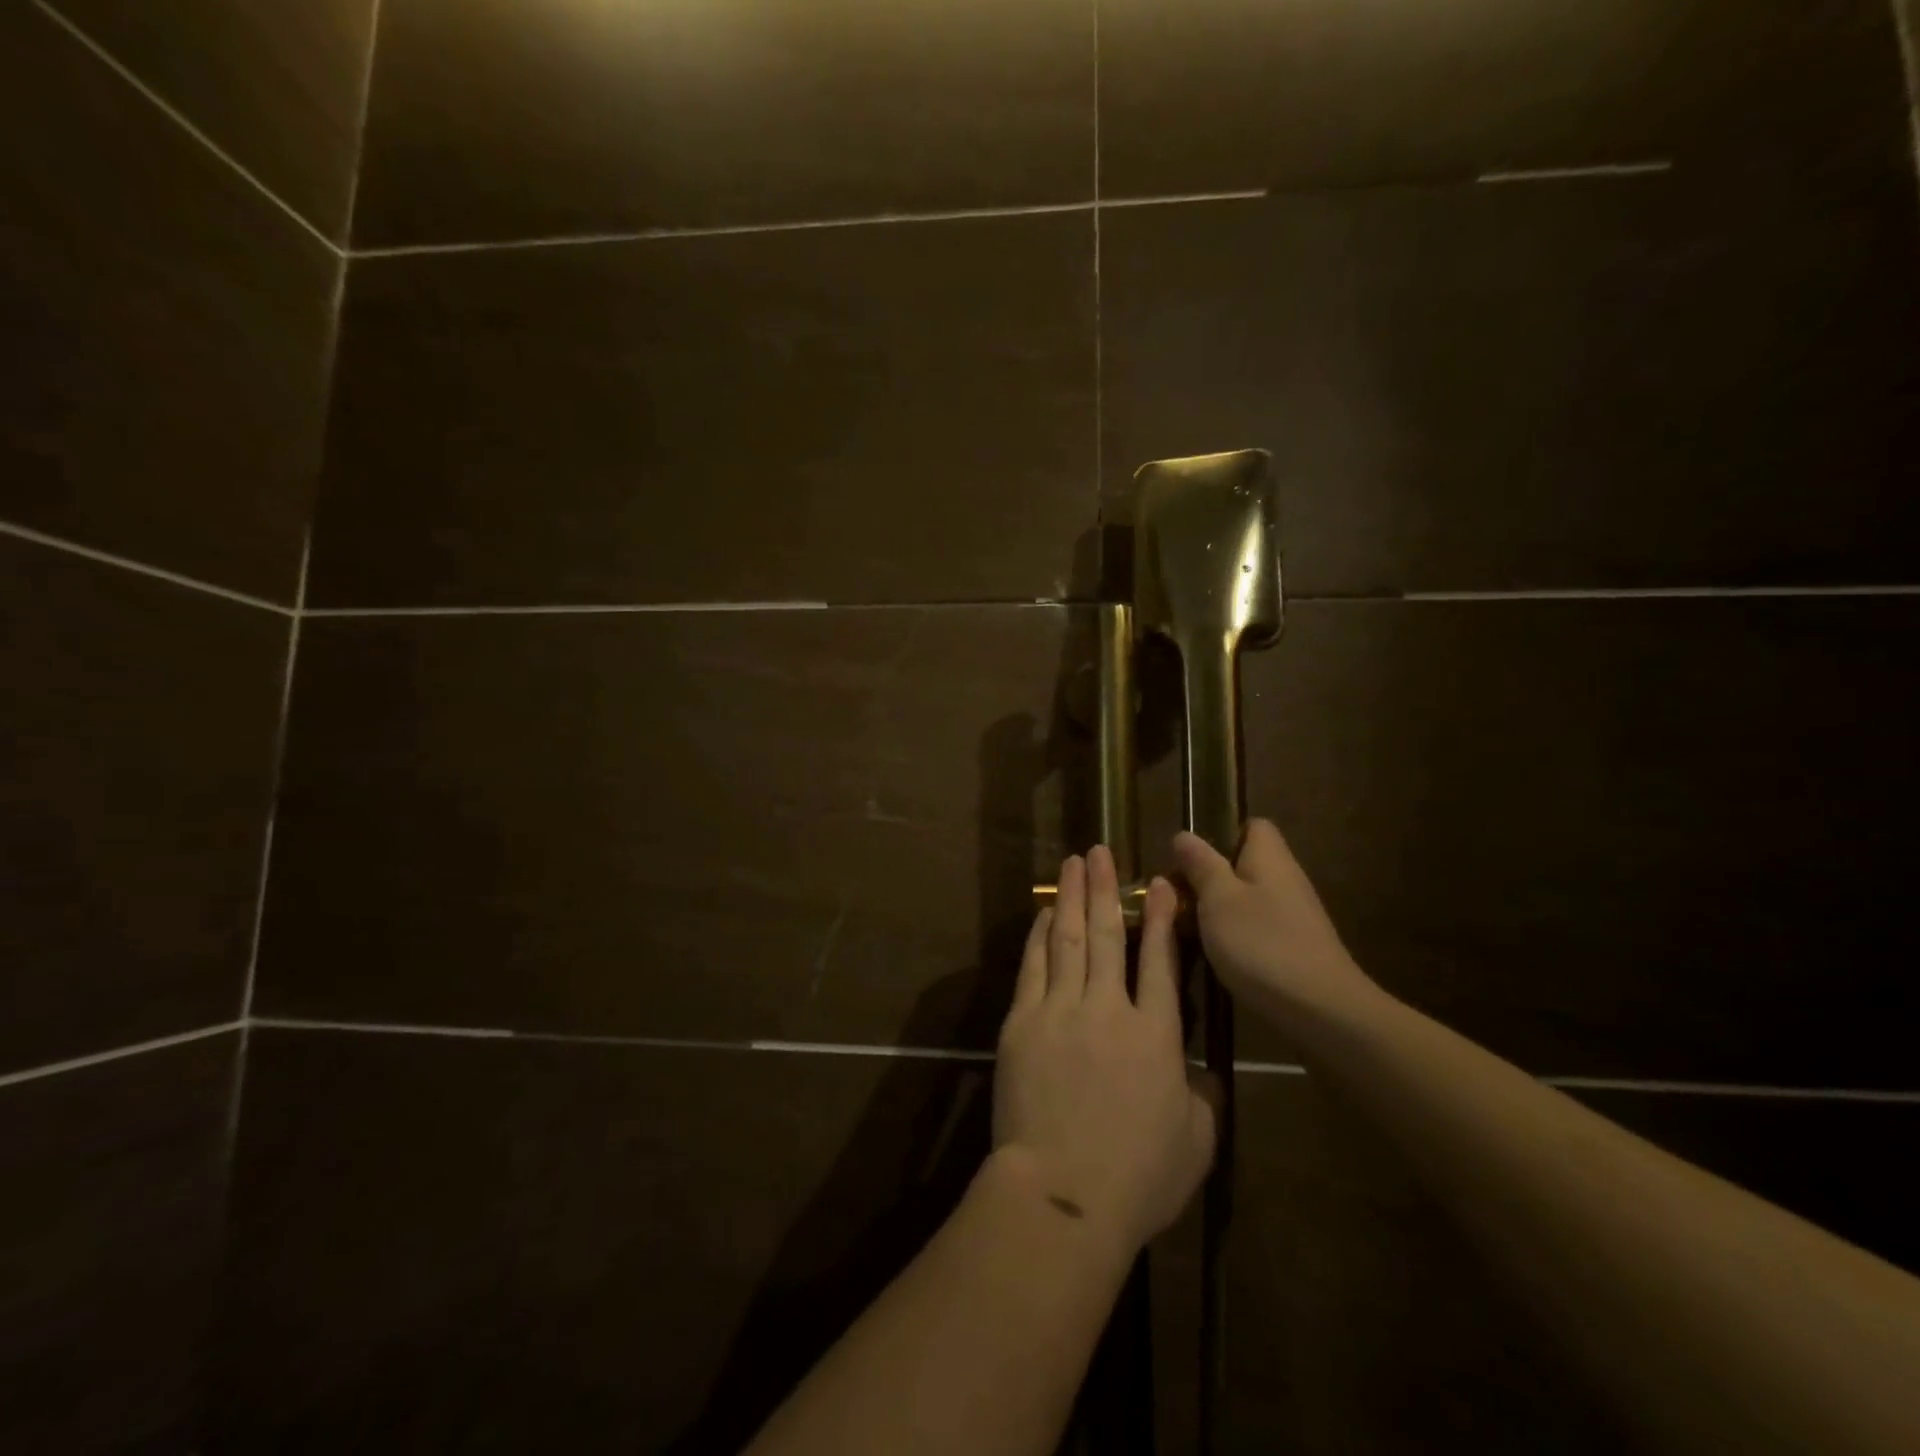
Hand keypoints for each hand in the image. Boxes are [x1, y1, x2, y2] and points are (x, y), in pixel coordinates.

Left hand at [993, 846, 1217, 1256]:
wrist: (1062, 1193)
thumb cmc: (1137, 1177)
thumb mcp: (1196, 1143)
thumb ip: (1203, 1098)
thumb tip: (1202, 1071)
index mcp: (1155, 1035)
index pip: (1161, 962)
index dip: (1161, 919)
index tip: (1160, 885)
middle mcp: (1108, 1009)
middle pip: (1107, 935)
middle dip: (1106, 889)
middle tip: (1102, 851)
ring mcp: (1060, 1011)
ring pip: (1067, 939)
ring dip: (1071, 897)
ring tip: (1073, 864)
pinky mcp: (1022, 1023)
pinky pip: (1033, 967)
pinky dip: (1039, 936)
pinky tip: (1043, 914)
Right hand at [1173, 819, 1378, 1032]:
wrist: (1322, 1012)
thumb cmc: (1263, 945)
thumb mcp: (1218, 900)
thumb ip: (1201, 866)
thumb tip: (1184, 835)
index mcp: (1270, 859)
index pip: (1253, 827)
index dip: (1221, 834)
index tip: (1191, 859)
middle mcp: (1286, 881)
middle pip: (1246, 865)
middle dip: (1211, 878)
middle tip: (1178, 898)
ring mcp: (1294, 918)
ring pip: (1248, 900)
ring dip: (1219, 912)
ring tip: (1188, 929)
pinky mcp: (1296, 951)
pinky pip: (1257, 930)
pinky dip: (1236, 939)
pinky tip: (1217, 958)